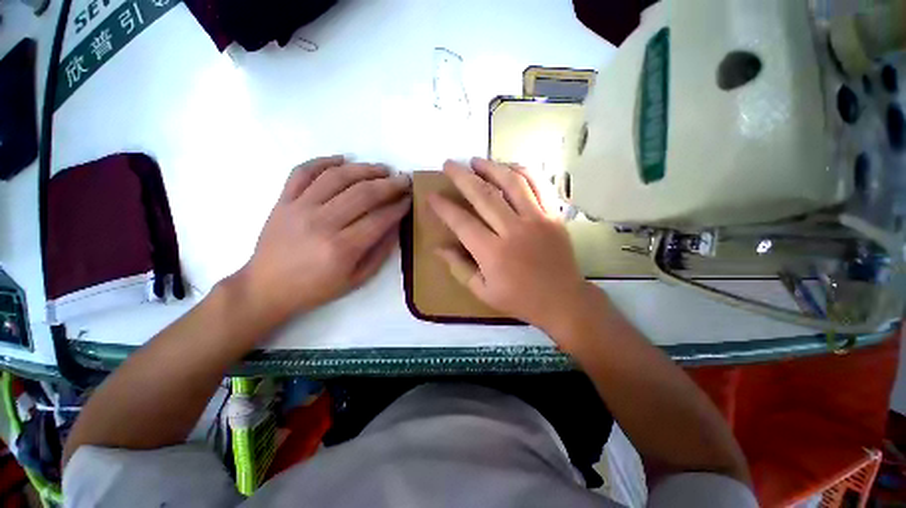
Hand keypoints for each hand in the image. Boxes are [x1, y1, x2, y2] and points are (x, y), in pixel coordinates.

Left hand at [235, 156, 411, 327]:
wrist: (267, 287)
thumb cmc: (316, 288)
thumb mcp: (357, 279)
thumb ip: (380, 251)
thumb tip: (396, 225)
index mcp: (342, 248)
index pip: (379, 218)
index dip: (399, 206)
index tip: (410, 198)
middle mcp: (322, 223)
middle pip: (363, 194)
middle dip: (390, 185)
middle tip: (404, 180)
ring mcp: (299, 208)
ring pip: (337, 177)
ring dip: (365, 169)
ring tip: (382, 169)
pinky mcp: (283, 200)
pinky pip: (303, 171)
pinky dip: (324, 161)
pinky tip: (343, 160)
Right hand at [427, 158, 591, 333]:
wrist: (563, 300)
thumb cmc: (519, 299)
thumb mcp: (482, 291)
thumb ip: (458, 267)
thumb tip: (437, 247)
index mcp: (492, 253)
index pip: (462, 222)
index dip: (444, 207)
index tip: (431, 195)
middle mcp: (513, 231)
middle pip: (483, 195)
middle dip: (462, 177)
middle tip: (448, 164)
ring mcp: (537, 219)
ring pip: (512, 183)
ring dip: (491, 167)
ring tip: (476, 160)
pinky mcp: (553, 215)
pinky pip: (538, 185)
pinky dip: (522, 171)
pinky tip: (509, 166)